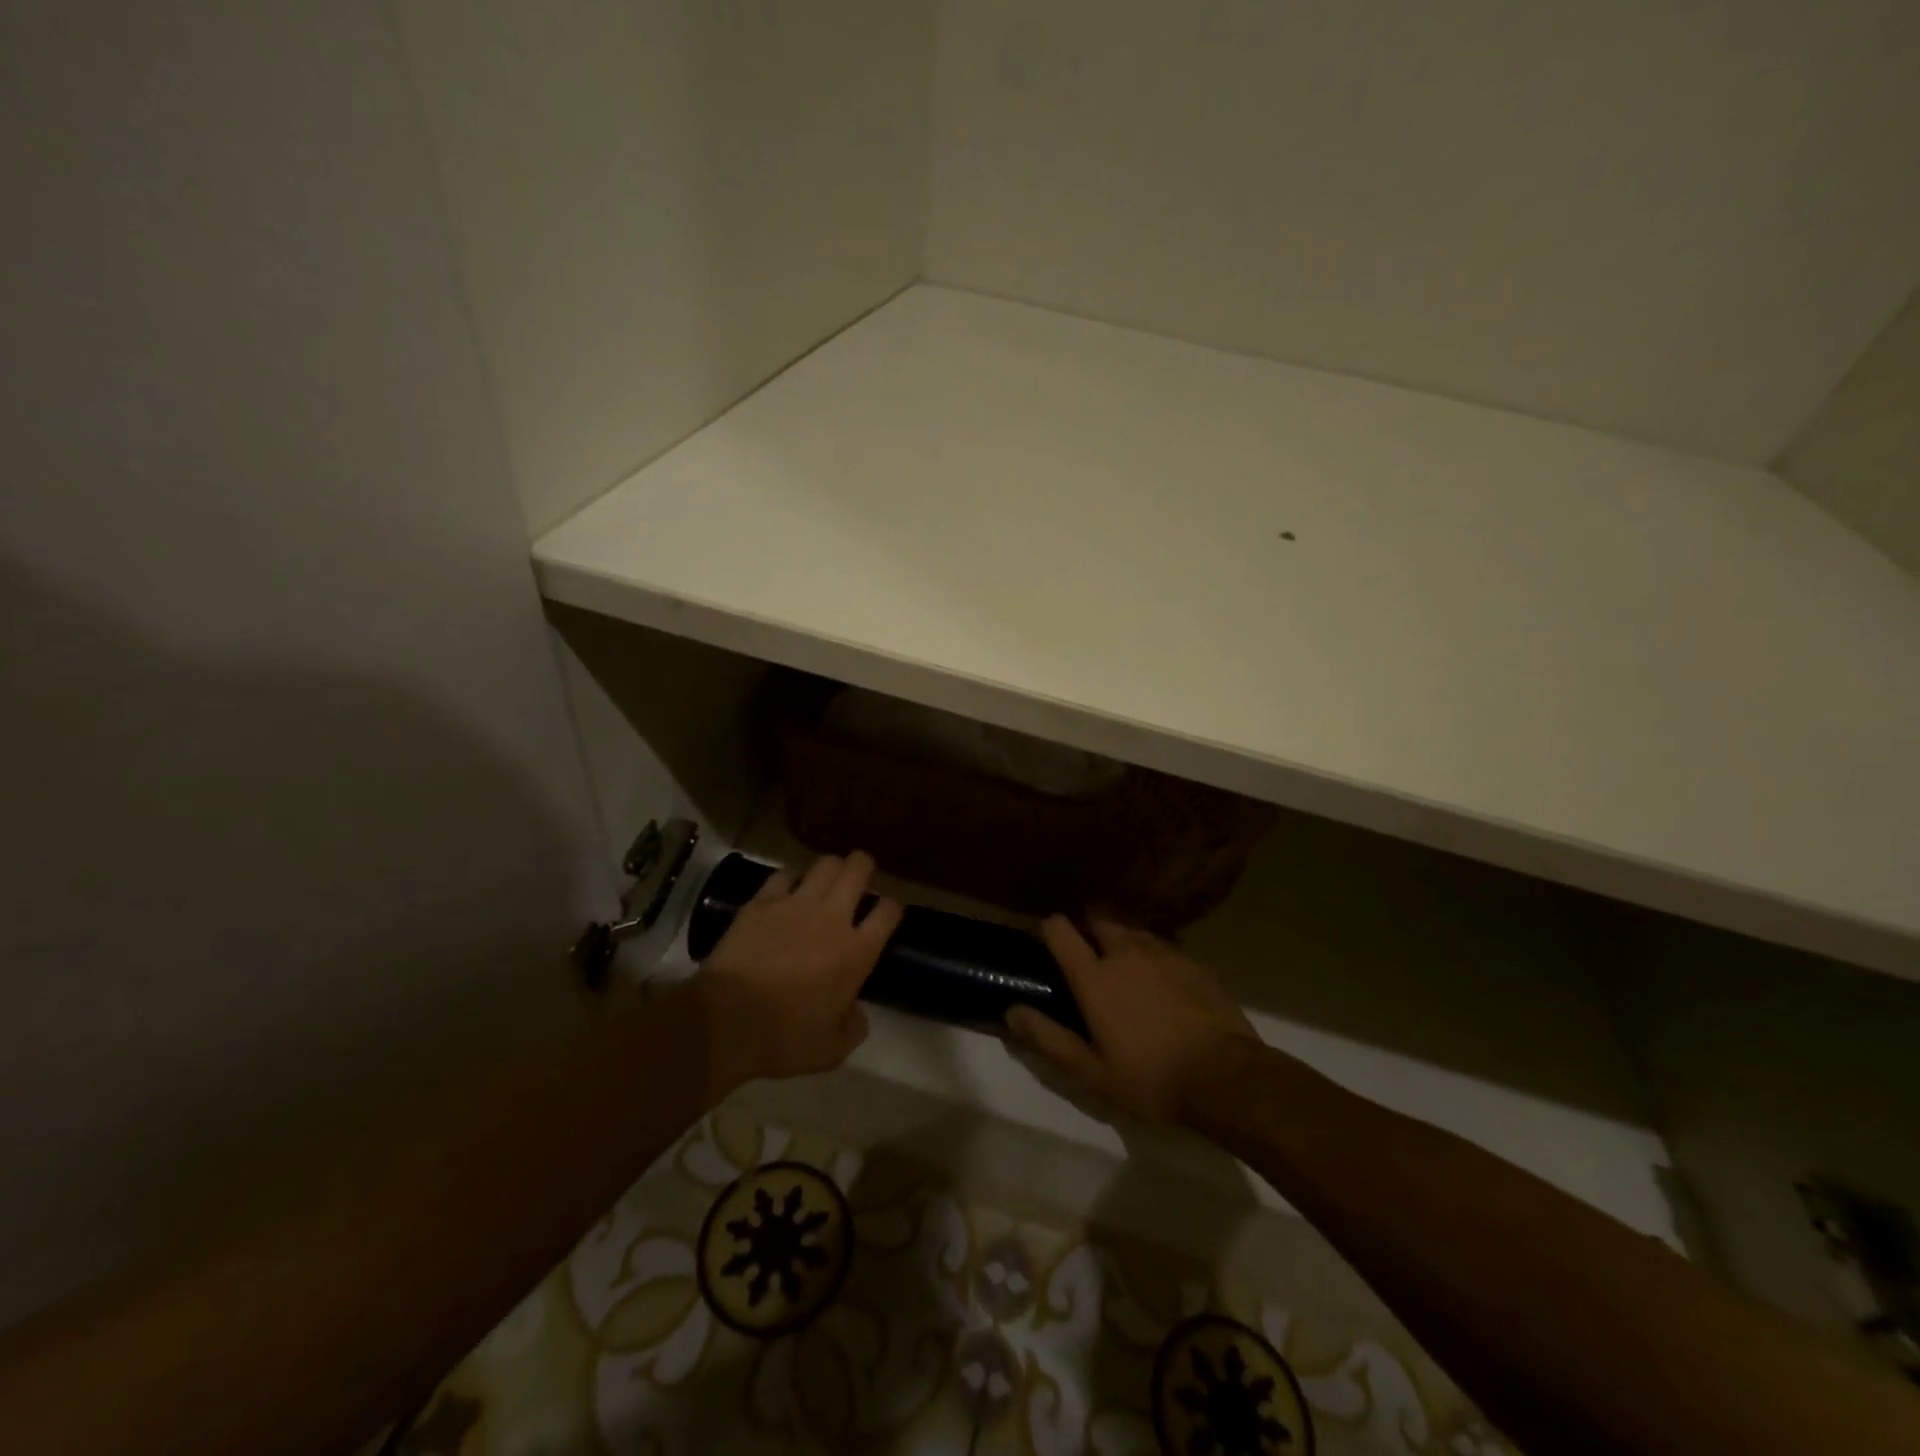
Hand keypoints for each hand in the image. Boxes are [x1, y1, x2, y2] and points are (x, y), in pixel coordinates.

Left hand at [698, 851, 903, 1083]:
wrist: (727, 1021)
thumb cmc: (785, 1038)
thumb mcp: (832, 1049)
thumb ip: (854, 1026)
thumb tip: (856, 1012)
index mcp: (857, 952)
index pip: (888, 911)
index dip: (892, 907)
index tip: (887, 912)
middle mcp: (832, 918)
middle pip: (858, 869)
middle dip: (864, 867)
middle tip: (860, 878)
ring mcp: (796, 904)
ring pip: (825, 864)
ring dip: (831, 868)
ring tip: (827, 880)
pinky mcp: (762, 902)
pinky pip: (784, 874)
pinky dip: (791, 878)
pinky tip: (787, 889)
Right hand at [1006, 915, 1258, 1122]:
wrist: (1227, 1077)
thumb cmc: (1151, 1079)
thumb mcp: (1092, 1072)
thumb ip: (1048, 1038)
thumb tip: (1011, 1011)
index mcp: (1094, 976)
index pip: (1059, 928)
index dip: (1048, 929)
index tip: (1046, 944)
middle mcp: (1125, 951)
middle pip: (1097, 916)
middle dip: (1086, 926)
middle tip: (1086, 955)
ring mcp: (1163, 951)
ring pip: (1131, 928)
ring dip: (1120, 938)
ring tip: (1123, 966)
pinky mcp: (1193, 960)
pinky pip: (1162, 944)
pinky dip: (1152, 953)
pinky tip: (1160, 981)